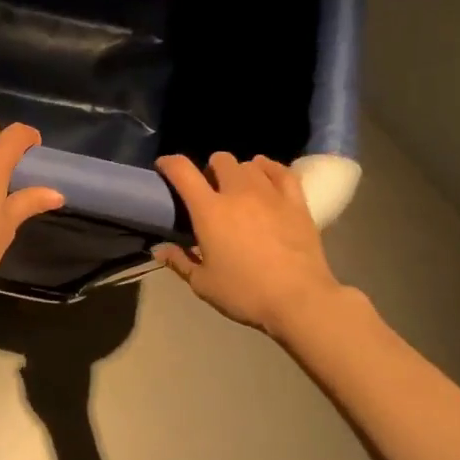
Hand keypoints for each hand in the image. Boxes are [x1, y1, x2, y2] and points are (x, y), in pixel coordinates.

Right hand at [154, 153, 344, 338]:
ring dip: (239, 172)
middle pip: (220, 159)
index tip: (164, 167)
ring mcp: (270, 193)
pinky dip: (269, 170)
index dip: (169, 163)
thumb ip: (179, 262)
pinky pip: (281, 171)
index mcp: (209, 210)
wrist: (299, 300)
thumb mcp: (203, 284)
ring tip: (240, 190)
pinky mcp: (296, 201)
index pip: (182, 171)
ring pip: (250, 164)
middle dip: (210, 170)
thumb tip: (159, 249)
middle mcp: (237, 192)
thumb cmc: (245, 293)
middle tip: (211, 191)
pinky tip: (266, 179)